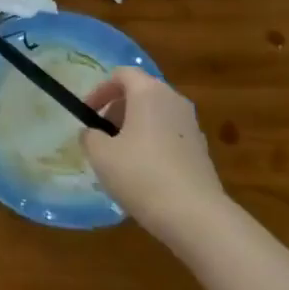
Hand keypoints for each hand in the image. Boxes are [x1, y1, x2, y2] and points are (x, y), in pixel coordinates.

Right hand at [81, 69, 225, 238]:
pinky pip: (168, 135)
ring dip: (134, 127)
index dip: (100, 90)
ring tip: (118, 156)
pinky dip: (151, 143)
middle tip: (101, 135)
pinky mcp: (200, 149)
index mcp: (149, 93)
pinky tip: (142, 173)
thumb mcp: (101, 155)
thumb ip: (90, 136)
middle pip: (140, 93)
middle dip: (116, 109)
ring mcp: (191, 125)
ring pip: (155, 114)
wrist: (194, 215)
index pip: (122, 74)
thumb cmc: (141, 174)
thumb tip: (93, 133)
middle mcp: (174, 101)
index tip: (87, 113)